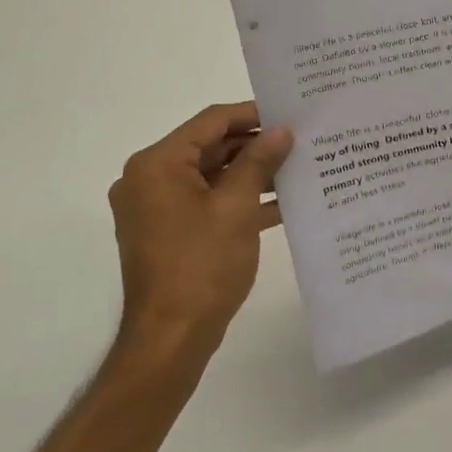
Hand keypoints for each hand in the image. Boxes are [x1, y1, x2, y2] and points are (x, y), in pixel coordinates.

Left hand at [107, 102, 293, 360]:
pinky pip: (208, 203)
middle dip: (256, 146)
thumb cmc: (201, 265)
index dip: (252, 114)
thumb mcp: (237, 207)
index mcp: (158, 165)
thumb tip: (281, 130)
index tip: (291, 114)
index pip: (210, 122)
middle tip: (301, 141)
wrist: (172, 337)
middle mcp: (150, 179)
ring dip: (252, 174)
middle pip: (210, 147)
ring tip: (299, 169)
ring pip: (212, 176)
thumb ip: (260, 162)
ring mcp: (158, 208)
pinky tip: (282, 204)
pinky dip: (240, 201)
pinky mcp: (170, 232)